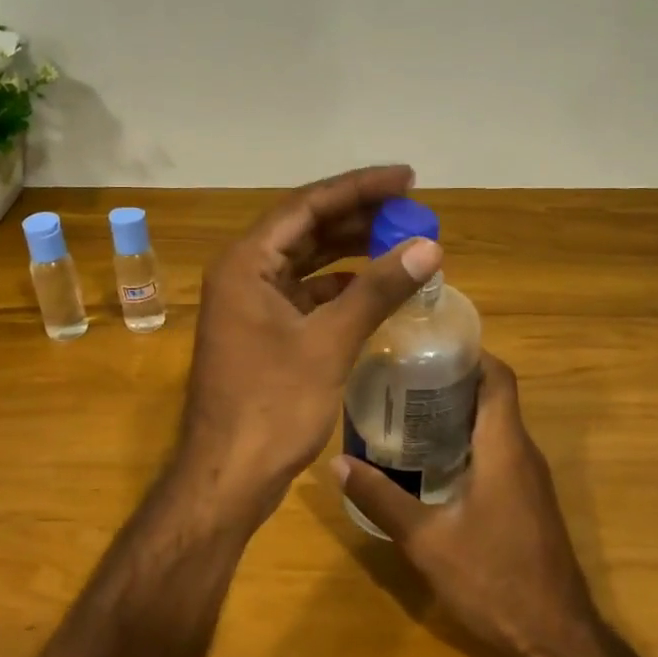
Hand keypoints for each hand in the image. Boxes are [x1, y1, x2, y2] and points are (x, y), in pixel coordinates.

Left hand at [178, 165, 442, 517]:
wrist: (229, 477)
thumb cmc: (273, 406)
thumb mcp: (329, 343)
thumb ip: (378, 290)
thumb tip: (428, 247)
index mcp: (247, 263)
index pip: (307, 205)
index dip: (360, 188)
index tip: (407, 179)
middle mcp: (244, 273)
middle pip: (306, 227)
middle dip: (359, 216)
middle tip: (411, 209)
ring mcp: (251, 304)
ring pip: (307, 261)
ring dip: (351, 250)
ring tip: (401, 240)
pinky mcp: (264, 331)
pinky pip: (306, 294)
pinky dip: (341, 287)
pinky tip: (376, 287)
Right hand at [333, 354, 598, 656]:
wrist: (555, 639)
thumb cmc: (493, 579)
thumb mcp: (426, 540)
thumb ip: (382, 498)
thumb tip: (338, 463)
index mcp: (504, 448)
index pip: (498, 378)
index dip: (470, 353)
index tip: (428, 345)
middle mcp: (523, 453)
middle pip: (493, 397)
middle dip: (452, 381)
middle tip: (401, 377)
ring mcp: (530, 479)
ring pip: (496, 426)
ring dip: (458, 413)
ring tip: (406, 411)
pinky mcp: (528, 501)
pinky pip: (499, 453)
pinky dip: (467, 442)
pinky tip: (430, 461)